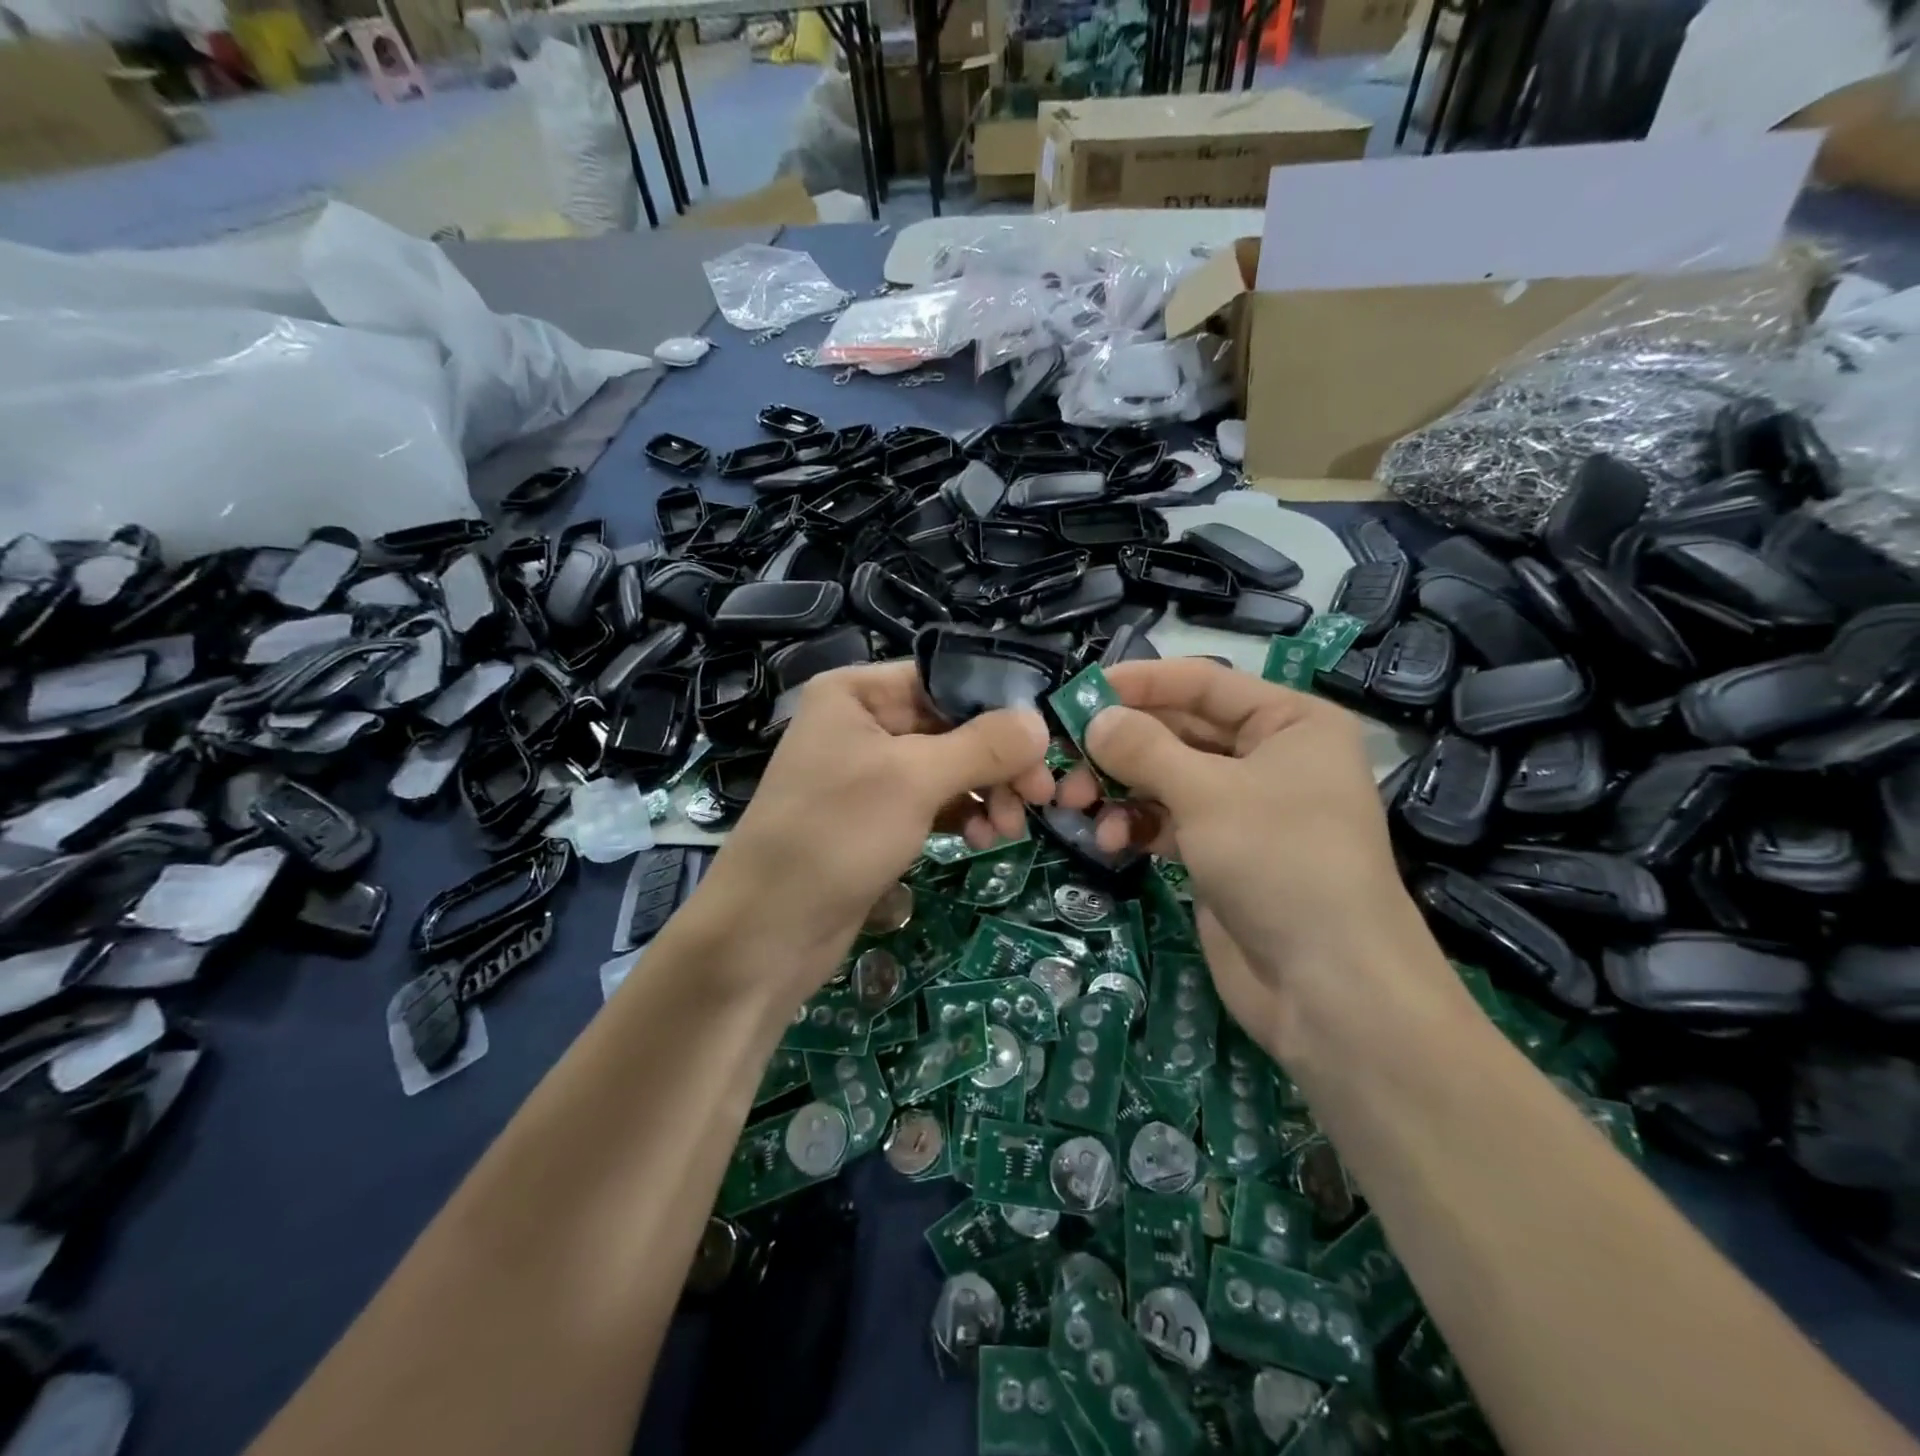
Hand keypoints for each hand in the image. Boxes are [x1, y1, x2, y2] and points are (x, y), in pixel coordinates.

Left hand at [692, 662, 1051, 1003]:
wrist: (767, 931)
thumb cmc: (835, 835)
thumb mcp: (914, 780)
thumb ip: (983, 747)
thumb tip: (1041, 724)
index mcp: (856, 692)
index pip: (944, 680)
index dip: (998, 707)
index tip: (1045, 742)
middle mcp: (862, 723)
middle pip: (952, 726)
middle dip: (997, 761)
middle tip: (1042, 796)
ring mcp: (869, 772)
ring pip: (948, 767)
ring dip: (987, 792)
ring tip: (1010, 828)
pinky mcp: (877, 817)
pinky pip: (934, 801)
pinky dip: (964, 815)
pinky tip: (985, 839)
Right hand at [1055, 659, 1447, 1057]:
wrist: (1328, 988)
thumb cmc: (1279, 861)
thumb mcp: (1207, 794)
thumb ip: (1143, 749)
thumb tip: (1093, 719)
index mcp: (1289, 723)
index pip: (1203, 683)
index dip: (1141, 683)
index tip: (1079, 691)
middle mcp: (1270, 758)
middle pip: (1179, 732)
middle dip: (1121, 746)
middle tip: (1065, 757)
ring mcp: (1245, 809)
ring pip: (1167, 779)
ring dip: (1120, 789)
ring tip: (1076, 805)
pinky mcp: (1222, 853)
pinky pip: (1169, 821)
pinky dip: (1137, 825)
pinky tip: (1110, 842)